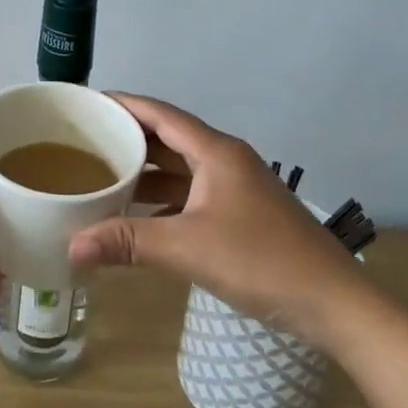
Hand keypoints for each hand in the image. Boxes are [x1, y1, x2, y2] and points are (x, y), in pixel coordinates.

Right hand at [69, 94, 357, 341]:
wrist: (335, 304)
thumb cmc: (261, 261)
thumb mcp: (187, 248)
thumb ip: (128, 242)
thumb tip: (71, 246)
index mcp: (216, 151)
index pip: (160, 113)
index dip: (123, 104)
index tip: (87, 103)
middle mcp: (226, 159)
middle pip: (169, 137)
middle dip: (129, 138)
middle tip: (85, 143)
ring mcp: (237, 186)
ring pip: (182, 167)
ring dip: (146, 171)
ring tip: (103, 177)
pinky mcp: (243, 213)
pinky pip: (193, 192)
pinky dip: (164, 197)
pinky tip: (140, 214)